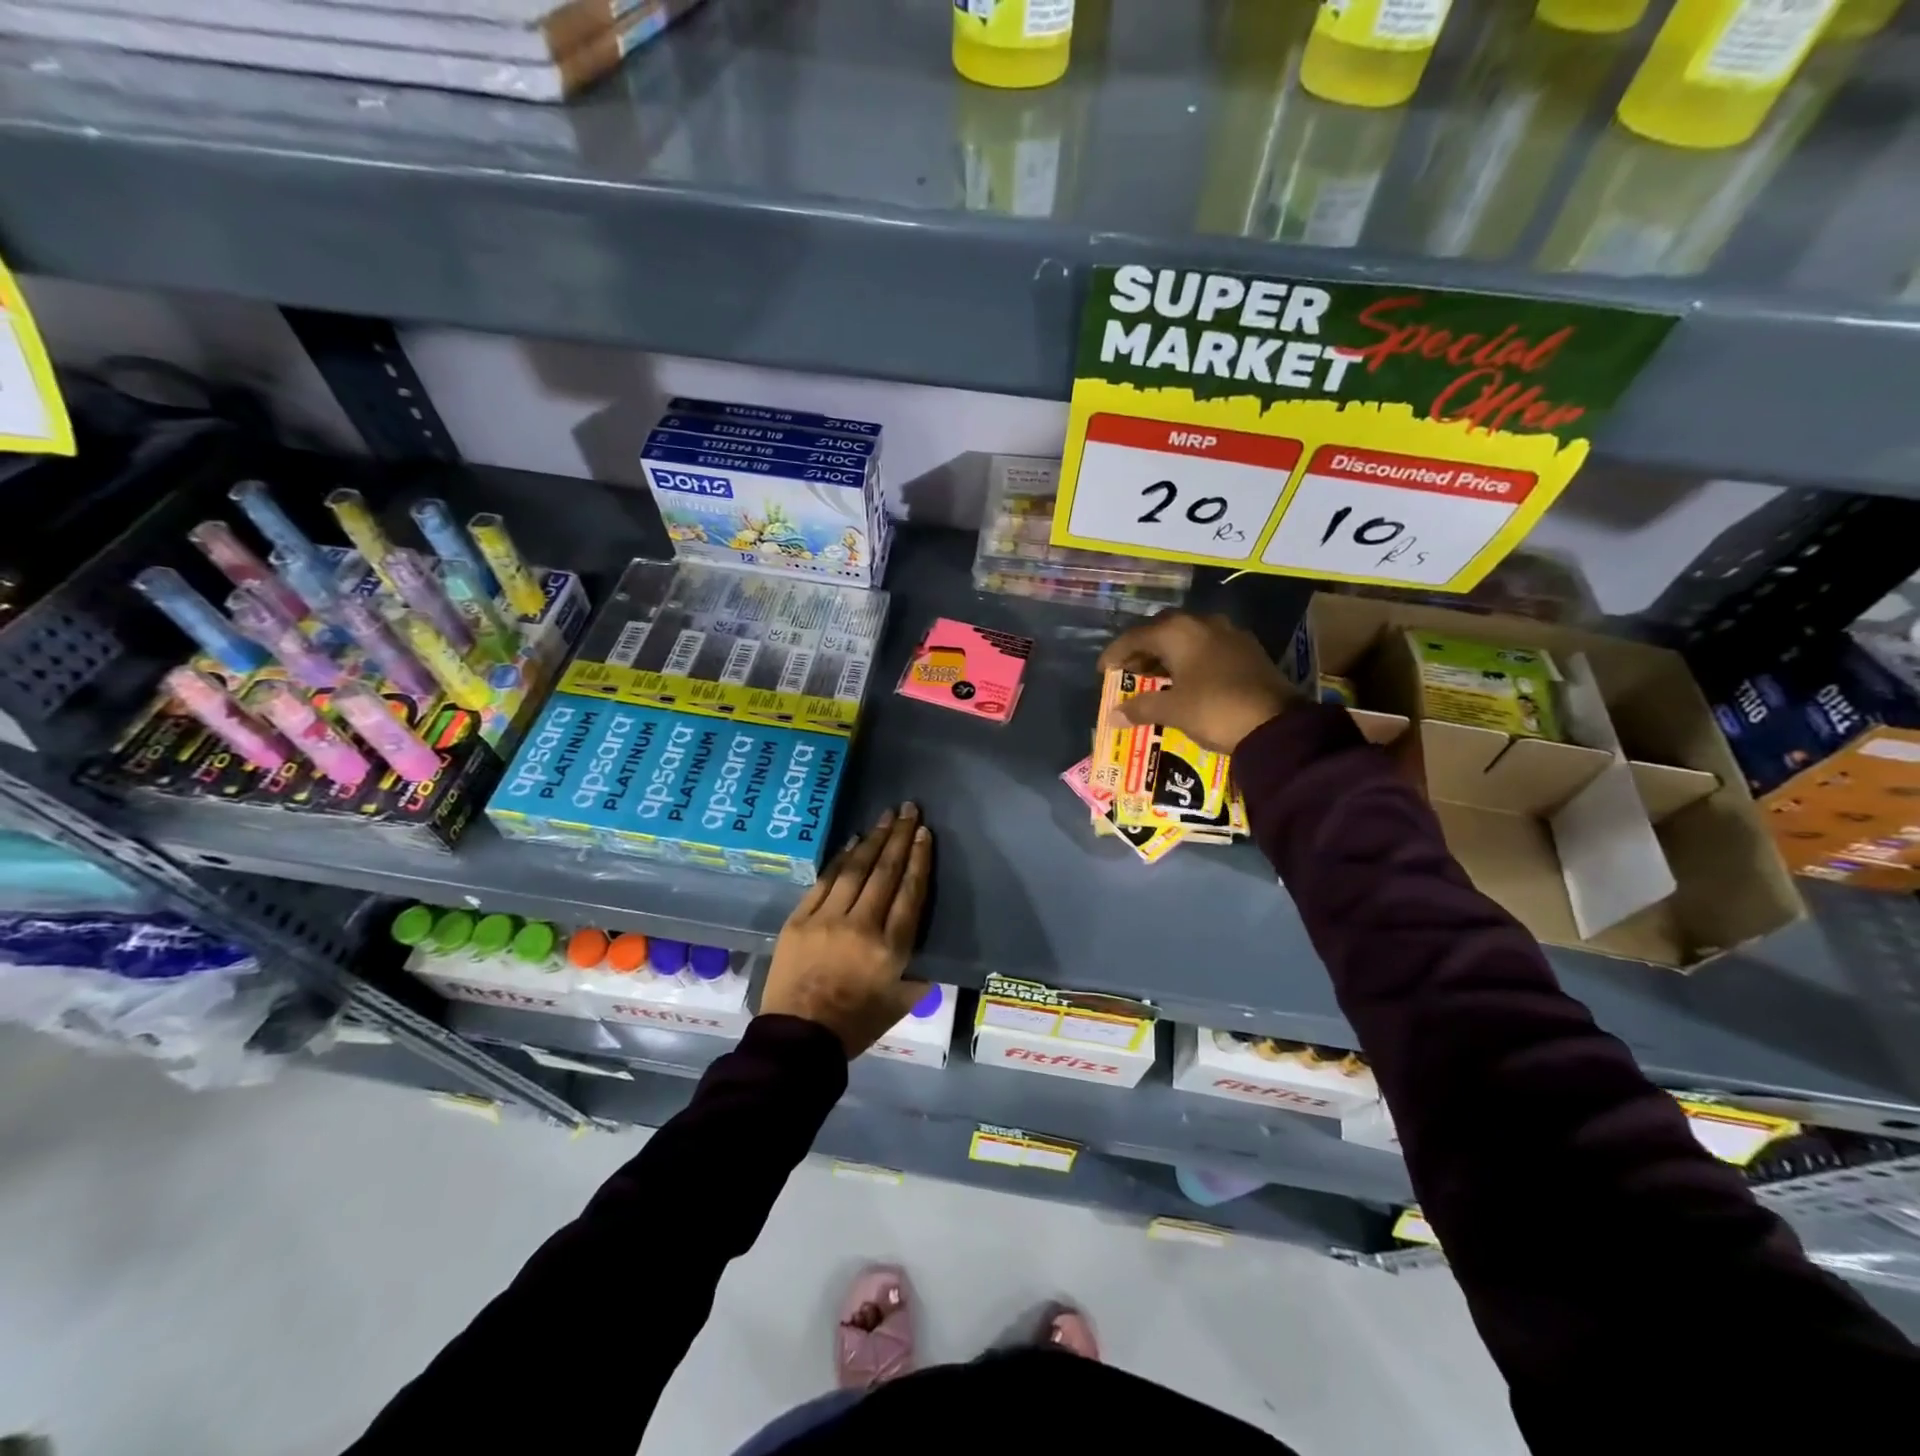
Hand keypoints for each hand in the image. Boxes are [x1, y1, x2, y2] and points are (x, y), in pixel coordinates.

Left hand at [761, 804, 933, 1057]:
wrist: (798, 1038)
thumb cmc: (855, 1025)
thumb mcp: (901, 1004)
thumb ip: (919, 975)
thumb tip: (929, 954)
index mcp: (891, 948)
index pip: (910, 892)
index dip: (919, 859)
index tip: (925, 833)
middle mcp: (862, 925)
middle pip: (885, 872)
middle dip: (899, 837)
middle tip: (909, 809)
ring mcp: (828, 919)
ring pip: (856, 869)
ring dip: (873, 840)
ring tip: (887, 817)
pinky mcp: (800, 919)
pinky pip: (825, 881)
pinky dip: (840, 858)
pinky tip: (853, 841)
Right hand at [1097, 611, 1297, 753]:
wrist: (1276, 724)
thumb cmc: (1214, 710)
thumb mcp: (1173, 711)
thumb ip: (1140, 708)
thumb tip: (1113, 715)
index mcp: (1179, 631)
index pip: (1136, 636)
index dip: (1116, 653)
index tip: (1103, 670)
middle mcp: (1203, 624)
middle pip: (1163, 630)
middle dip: (1143, 650)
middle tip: (1129, 671)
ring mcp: (1229, 635)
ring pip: (1188, 637)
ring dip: (1168, 654)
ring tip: (1154, 678)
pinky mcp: (1248, 651)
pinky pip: (1208, 647)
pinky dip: (1190, 659)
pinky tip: (1186, 680)